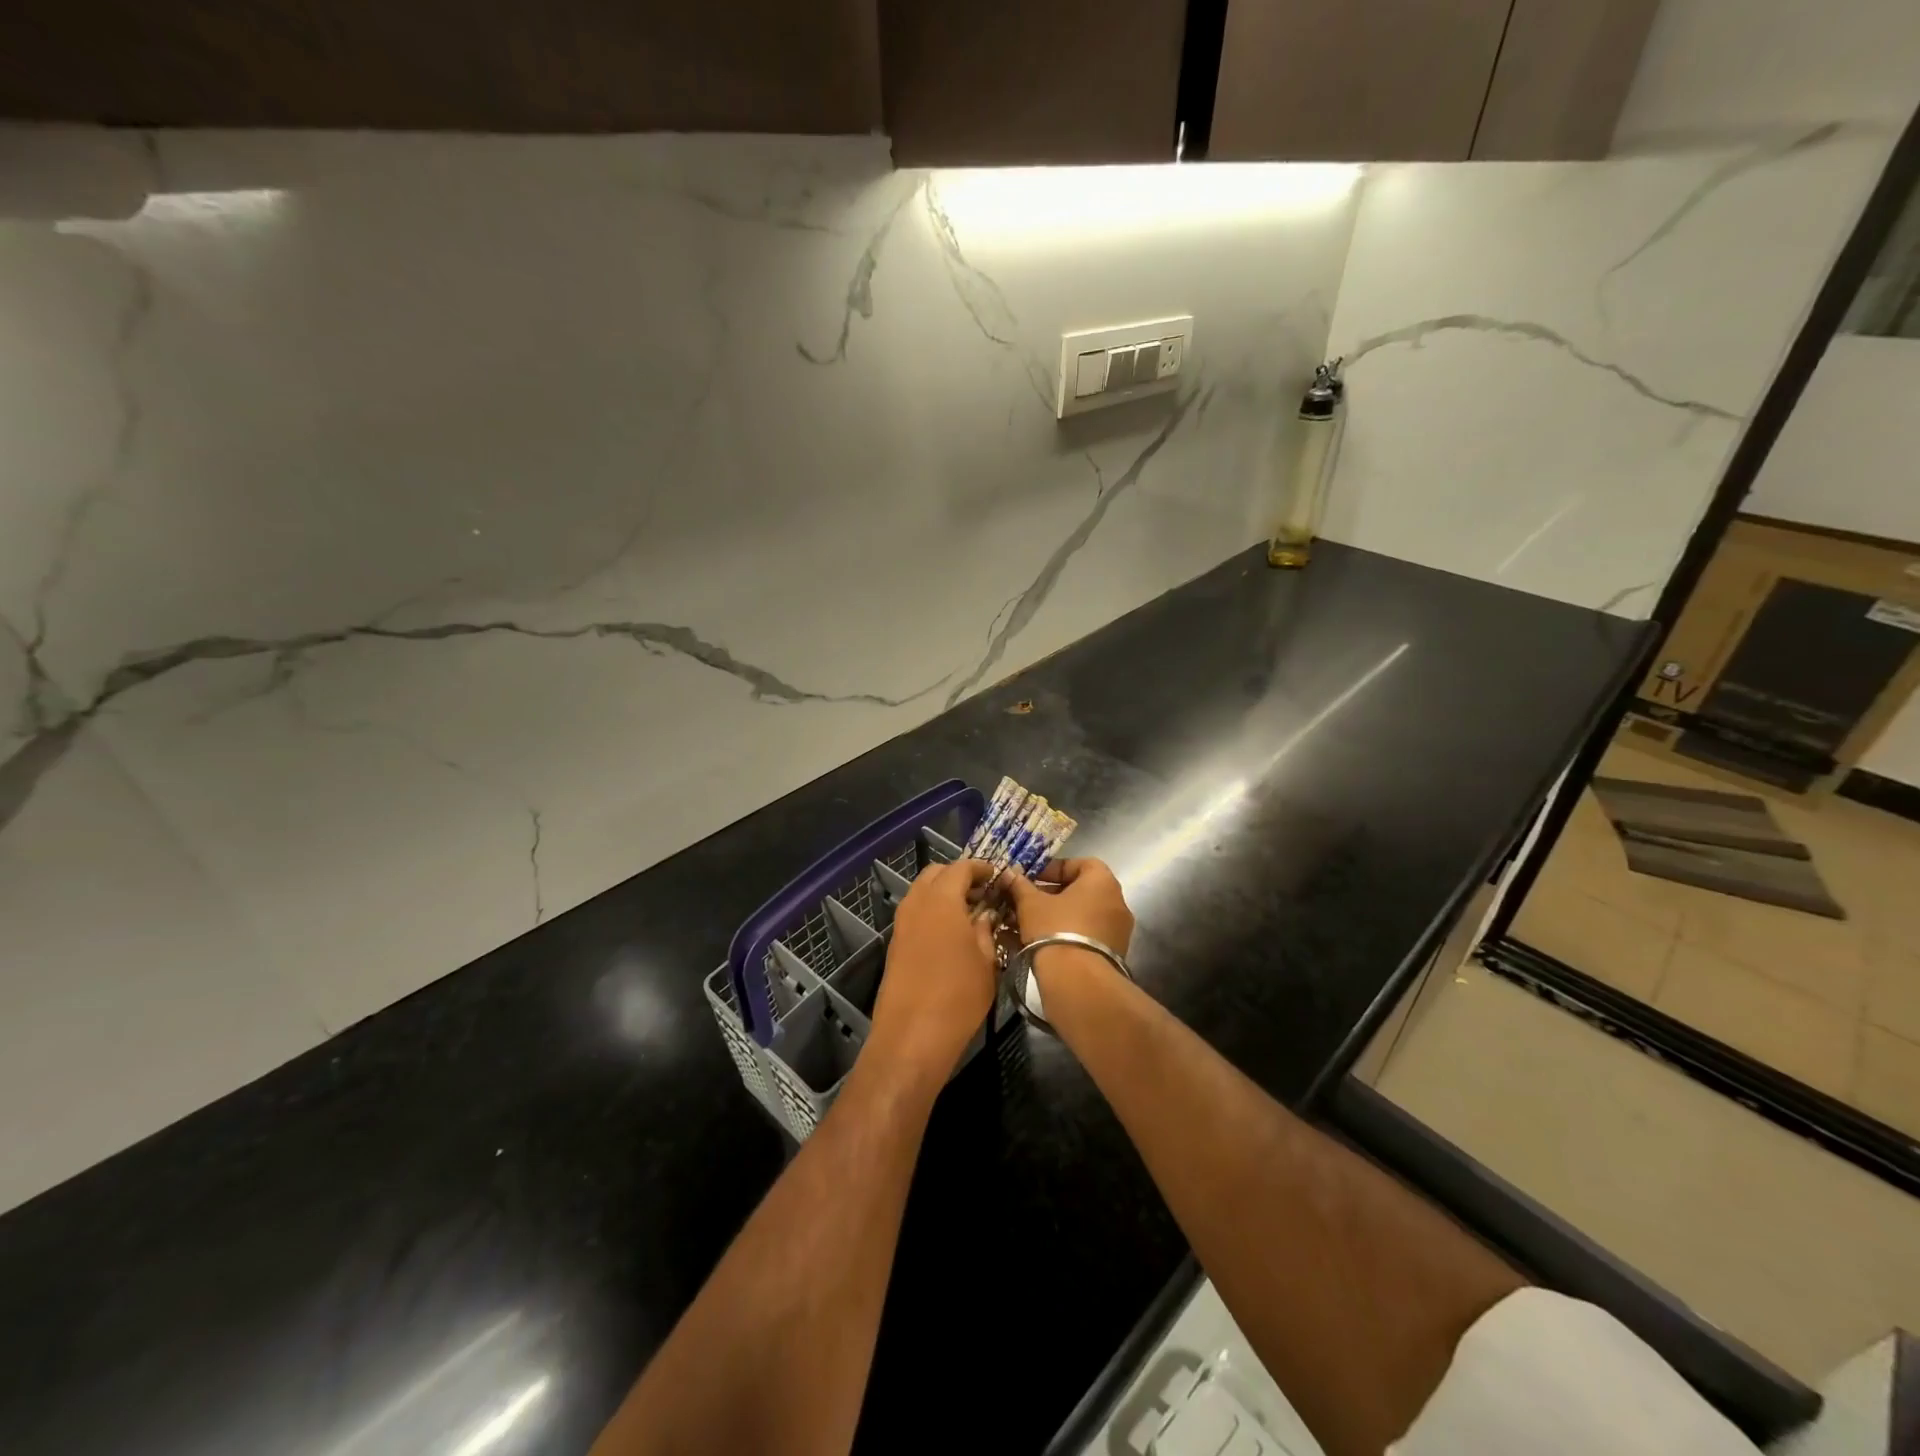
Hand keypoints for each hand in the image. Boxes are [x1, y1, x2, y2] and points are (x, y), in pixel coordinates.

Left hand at [865, 859, 996, 1094]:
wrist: (911, 1036)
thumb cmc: (958, 996)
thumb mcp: (986, 961)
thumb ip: (986, 930)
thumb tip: (984, 914)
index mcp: (941, 900)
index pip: (960, 867)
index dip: (981, 868)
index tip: (998, 876)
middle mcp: (916, 903)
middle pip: (935, 874)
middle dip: (959, 876)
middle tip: (983, 893)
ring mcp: (901, 923)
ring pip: (922, 892)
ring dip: (944, 894)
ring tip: (971, 913)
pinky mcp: (895, 944)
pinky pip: (915, 913)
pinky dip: (933, 911)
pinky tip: (952, 933)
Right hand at [1004, 858, 1134, 985]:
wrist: (1077, 981)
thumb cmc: (1055, 929)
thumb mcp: (1030, 903)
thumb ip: (1020, 885)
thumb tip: (1009, 873)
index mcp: (1102, 881)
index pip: (1079, 863)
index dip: (1053, 868)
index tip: (1032, 878)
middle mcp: (1117, 902)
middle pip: (1081, 890)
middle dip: (1052, 894)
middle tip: (1028, 901)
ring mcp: (1119, 931)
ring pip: (1084, 915)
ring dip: (1058, 916)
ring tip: (1031, 924)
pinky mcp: (1114, 954)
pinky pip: (1088, 936)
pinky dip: (1068, 935)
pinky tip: (1044, 943)